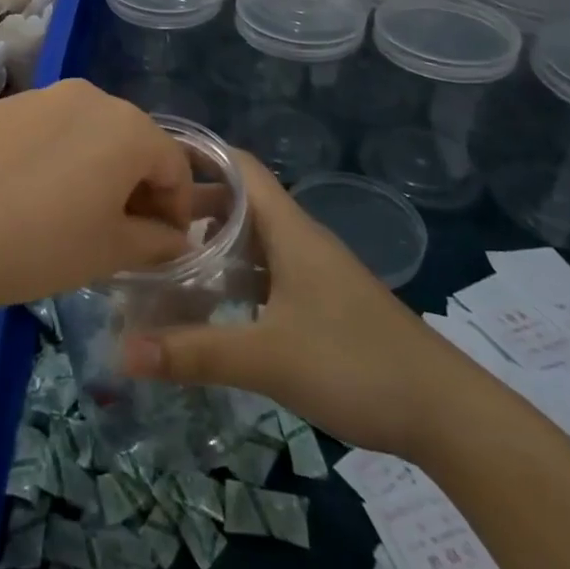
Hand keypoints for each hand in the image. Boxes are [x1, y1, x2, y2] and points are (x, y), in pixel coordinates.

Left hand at [0, 80, 194, 317]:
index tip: (164, 241)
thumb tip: (173, 237)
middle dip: (135, 181)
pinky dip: (52, 154)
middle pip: (130, 138)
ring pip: (85, 129)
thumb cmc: (41, 244)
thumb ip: (155, 240)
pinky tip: (27, 191)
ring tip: (72, 208)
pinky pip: (44, 128)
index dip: (176, 206)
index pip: (173, 164)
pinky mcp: (1, 106)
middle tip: (121, 226)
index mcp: (127, 127)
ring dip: (93, 164)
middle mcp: (89, 96)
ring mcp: (40, 95)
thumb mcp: (110, 252)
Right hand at [120, 151, 466, 455]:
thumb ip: (195, 352)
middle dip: (193, 204)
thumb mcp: (267, 357)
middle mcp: (300, 239)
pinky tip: (213, 303)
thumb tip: (123, 352)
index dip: (198, 154)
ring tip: (168, 258)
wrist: (446, 414)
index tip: (152, 162)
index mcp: (289, 229)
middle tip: (146, 220)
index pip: (239, 166)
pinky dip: (235, 274)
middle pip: (240, 201)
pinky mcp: (322, 301)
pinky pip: (267, 270)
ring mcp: (314, 271)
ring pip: (254, 238)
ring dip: (214, 242)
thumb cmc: (354, 364)